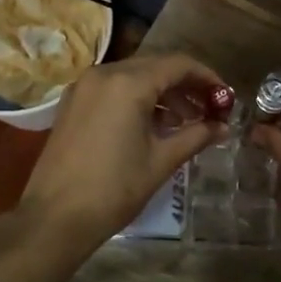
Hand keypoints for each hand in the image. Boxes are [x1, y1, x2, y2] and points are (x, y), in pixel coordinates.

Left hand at [21, 54, 227, 251]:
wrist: (55, 217)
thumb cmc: (114, 189)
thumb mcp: (161, 161)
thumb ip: (195, 136)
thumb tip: (223, 127)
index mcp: (128, 83)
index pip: (178, 64)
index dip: (206, 77)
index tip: (225, 97)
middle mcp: (104, 73)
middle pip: (155, 67)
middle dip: (185, 86)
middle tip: (208, 110)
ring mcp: (84, 86)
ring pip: (133, 76)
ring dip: (162, 93)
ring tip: (185, 122)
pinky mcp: (73, 102)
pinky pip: (113, 88)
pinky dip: (137, 98)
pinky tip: (152, 125)